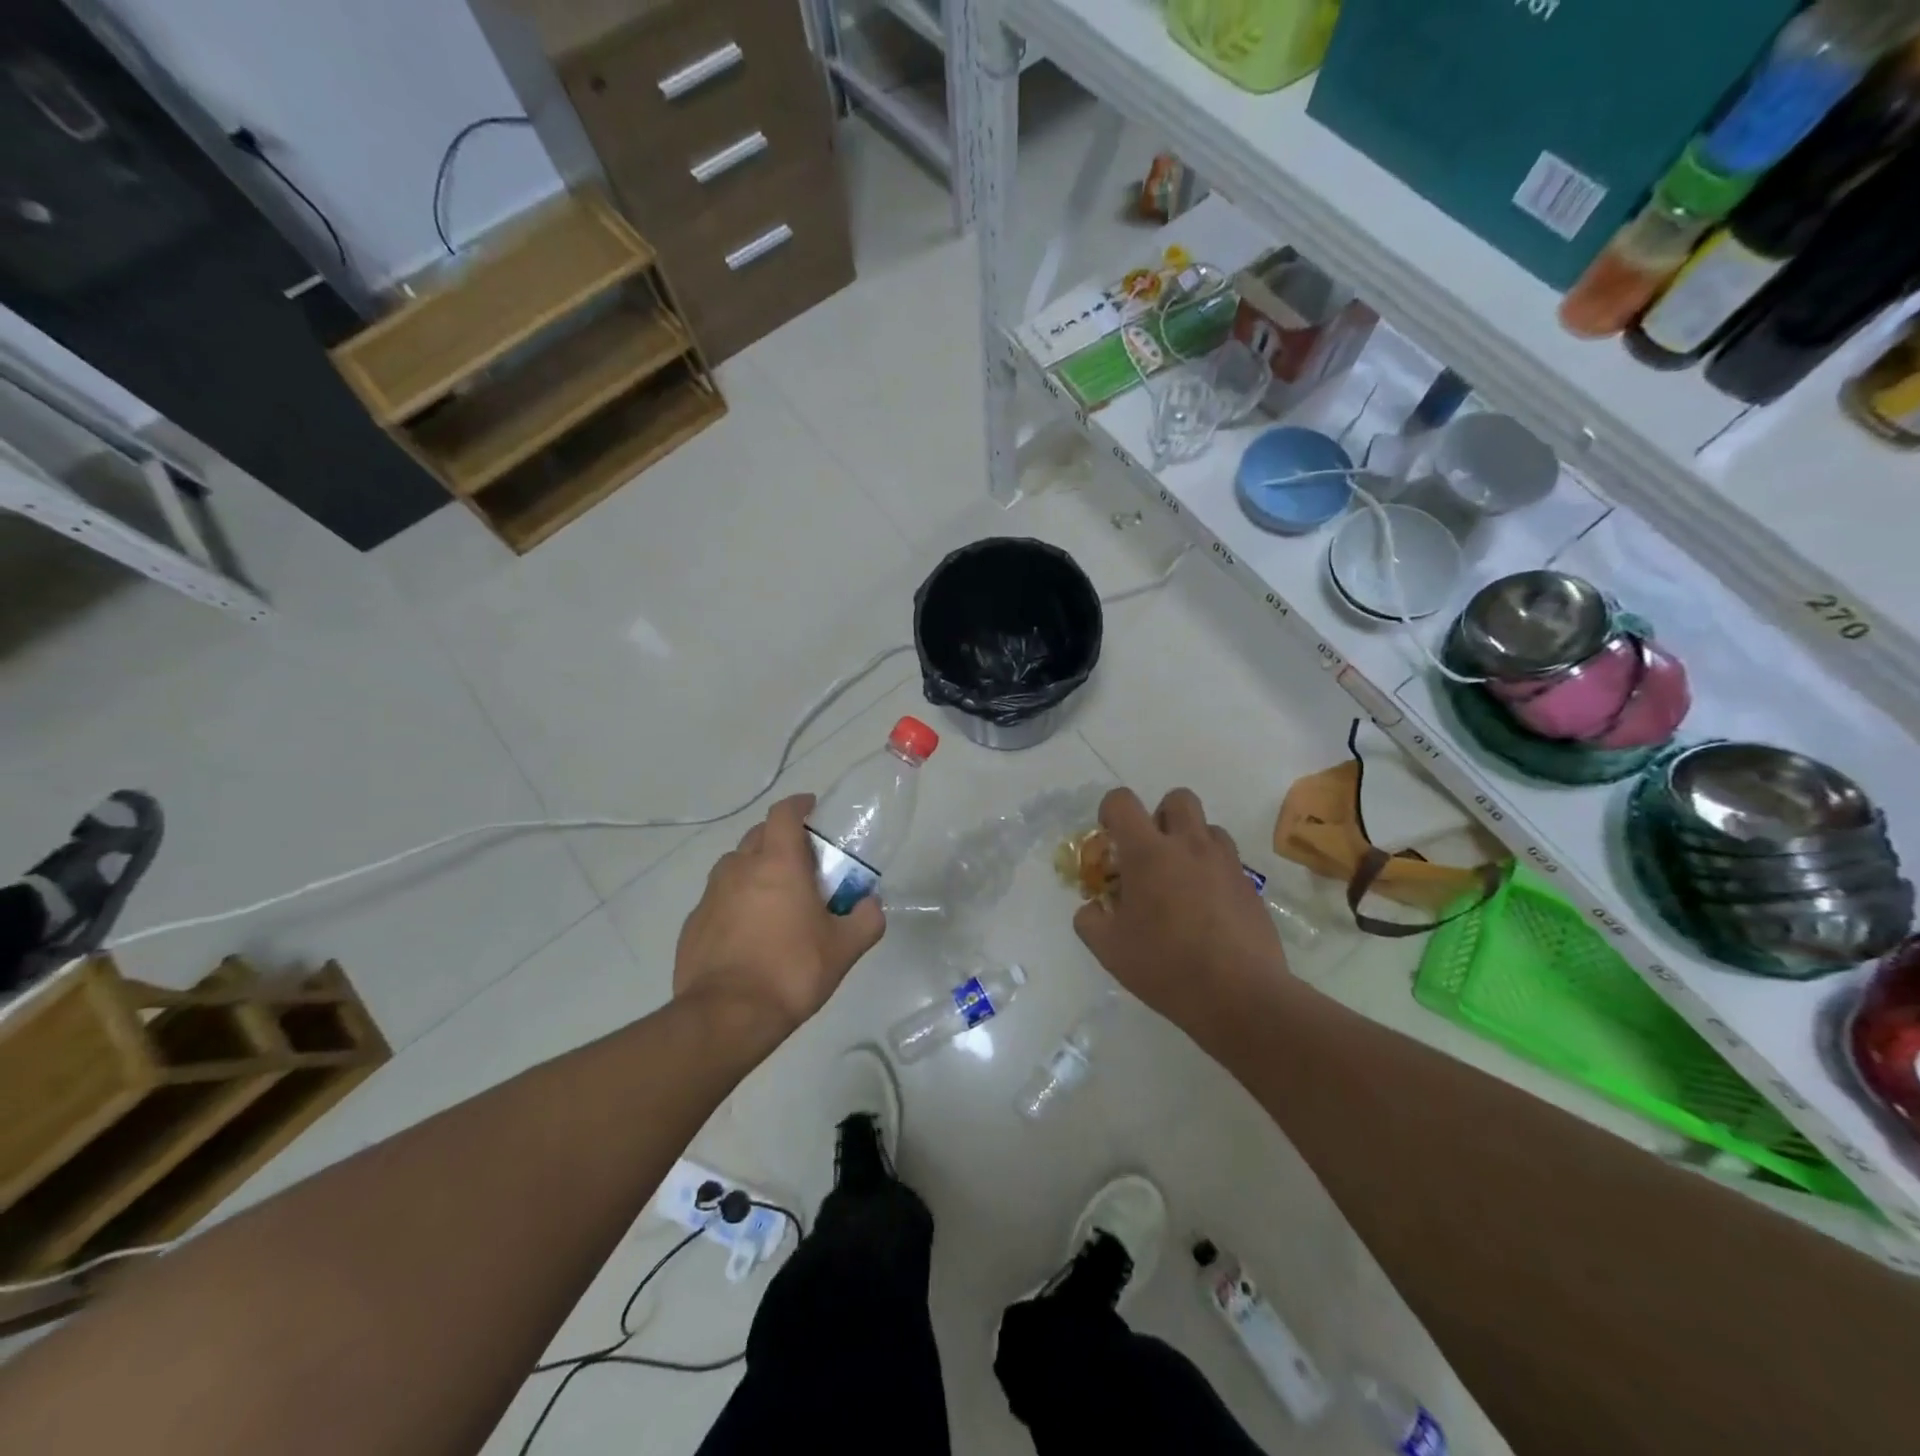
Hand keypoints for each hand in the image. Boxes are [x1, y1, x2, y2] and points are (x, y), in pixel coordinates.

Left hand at [673, 795, 884, 1035]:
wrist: (726, 1016)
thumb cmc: (791, 971)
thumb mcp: (844, 949)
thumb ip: (866, 920)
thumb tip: (872, 905)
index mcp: (778, 864)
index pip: (784, 813)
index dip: (799, 805)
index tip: (812, 809)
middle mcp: (740, 868)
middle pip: (759, 836)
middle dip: (780, 839)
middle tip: (802, 862)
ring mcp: (711, 895)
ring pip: (735, 866)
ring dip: (755, 870)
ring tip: (774, 898)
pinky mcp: (693, 923)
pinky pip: (718, 899)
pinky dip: (735, 902)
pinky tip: (748, 932)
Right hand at [1072, 787, 1285, 1031]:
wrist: (1240, 995)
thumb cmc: (1166, 966)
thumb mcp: (1109, 949)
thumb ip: (1090, 920)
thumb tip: (1092, 908)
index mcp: (1148, 852)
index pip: (1123, 801)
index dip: (1110, 811)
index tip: (1110, 838)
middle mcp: (1189, 845)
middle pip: (1177, 799)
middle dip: (1160, 815)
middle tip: (1151, 852)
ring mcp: (1225, 863)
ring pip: (1208, 828)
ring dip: (1190, 842)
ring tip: (1181, 881)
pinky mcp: (1250, 885)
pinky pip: (1228, 860)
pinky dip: (1212, 870)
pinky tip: (1206, 908)